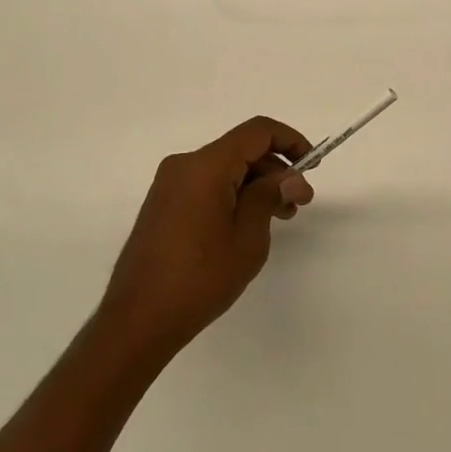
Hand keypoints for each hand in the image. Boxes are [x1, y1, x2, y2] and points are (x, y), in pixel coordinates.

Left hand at [99, 116, 314, 357]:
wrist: (138, 319)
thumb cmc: (200, 278)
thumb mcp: (247, 238)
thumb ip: (269, 197)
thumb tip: (290, 177)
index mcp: (205, 166)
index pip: (256, 132)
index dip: (290, 140)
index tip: (312, 166)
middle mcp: (184, 165)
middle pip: (240, 150)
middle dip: (275, 170)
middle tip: (299, 204)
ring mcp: (170, 184)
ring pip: (224, 168)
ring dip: (255, 184)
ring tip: (280, 217)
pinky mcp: (163, 204)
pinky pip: (206, 184)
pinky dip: (233, 194)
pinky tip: (248, 224)